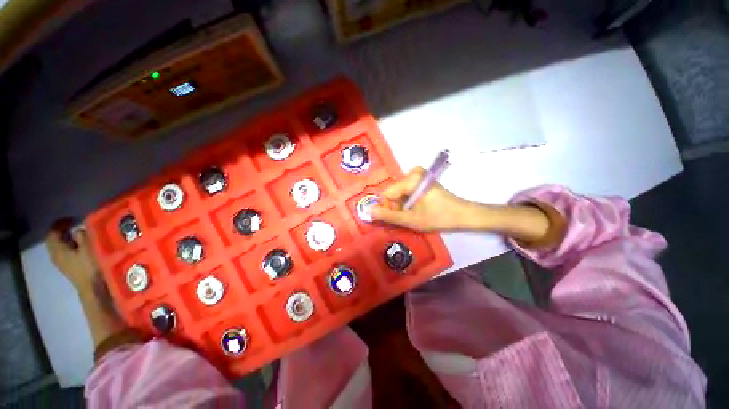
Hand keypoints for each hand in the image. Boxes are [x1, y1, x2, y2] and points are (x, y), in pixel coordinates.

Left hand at [45, 225, 99, 291]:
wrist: (92, 289)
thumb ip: (82, 236)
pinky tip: (78, 248)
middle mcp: (55, 255)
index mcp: (57, 249)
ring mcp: (60, 263)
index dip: (60, 223)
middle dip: (61, 231)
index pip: (52, 232)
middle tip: (73, 225)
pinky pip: (63, 253)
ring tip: (77, 236)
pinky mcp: (67, 268)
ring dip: (65, 239)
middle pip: (53, 240)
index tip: (72, 218)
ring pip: (58, 247)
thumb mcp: (89, 248)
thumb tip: (78, 229)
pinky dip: (68, 247)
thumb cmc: (91, 267)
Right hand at [370, 167, 472, 231]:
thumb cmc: (438, 217)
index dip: (388, 208)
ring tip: (412, 215)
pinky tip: (416, 208)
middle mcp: (413, 173)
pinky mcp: (422, 179)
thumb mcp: (411, 220)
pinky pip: (407, 190)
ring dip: (402, 205)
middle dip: (396, 207)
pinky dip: (407, 200)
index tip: (396, 219)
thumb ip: (388, 216)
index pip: (387, 194)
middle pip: (393, 192)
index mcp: (411, 179)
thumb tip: (368, 212)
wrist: (463, 214)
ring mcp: (419, 175)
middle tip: (406, 218)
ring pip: (399, 192)